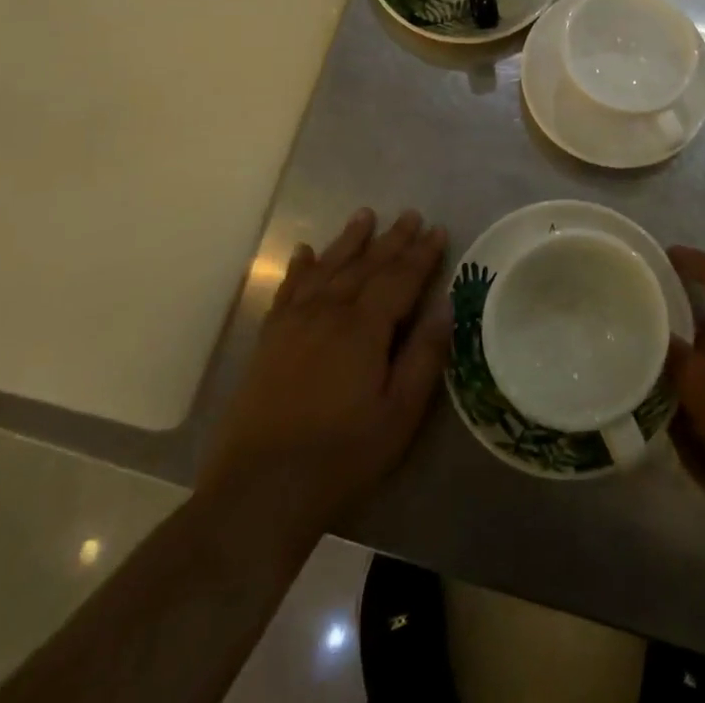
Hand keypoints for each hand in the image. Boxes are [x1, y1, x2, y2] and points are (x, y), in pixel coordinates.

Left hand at [202, 208, 449, 528]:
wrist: (259, 490)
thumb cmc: (341, 456)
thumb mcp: (399, 415)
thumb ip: (424, 357)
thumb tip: (446, 307)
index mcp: (364, 328)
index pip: (400, 278)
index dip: (421, 254)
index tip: (438, 229)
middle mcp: (329, 312)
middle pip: (366, 265)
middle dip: (392, 239)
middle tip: (410, 214)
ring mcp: (294, 323)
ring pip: (328, 268)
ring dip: (349, 241)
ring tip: (364, 215)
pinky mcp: (270, 339)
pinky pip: (289, 290)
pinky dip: (300, 268)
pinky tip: (305, 253)